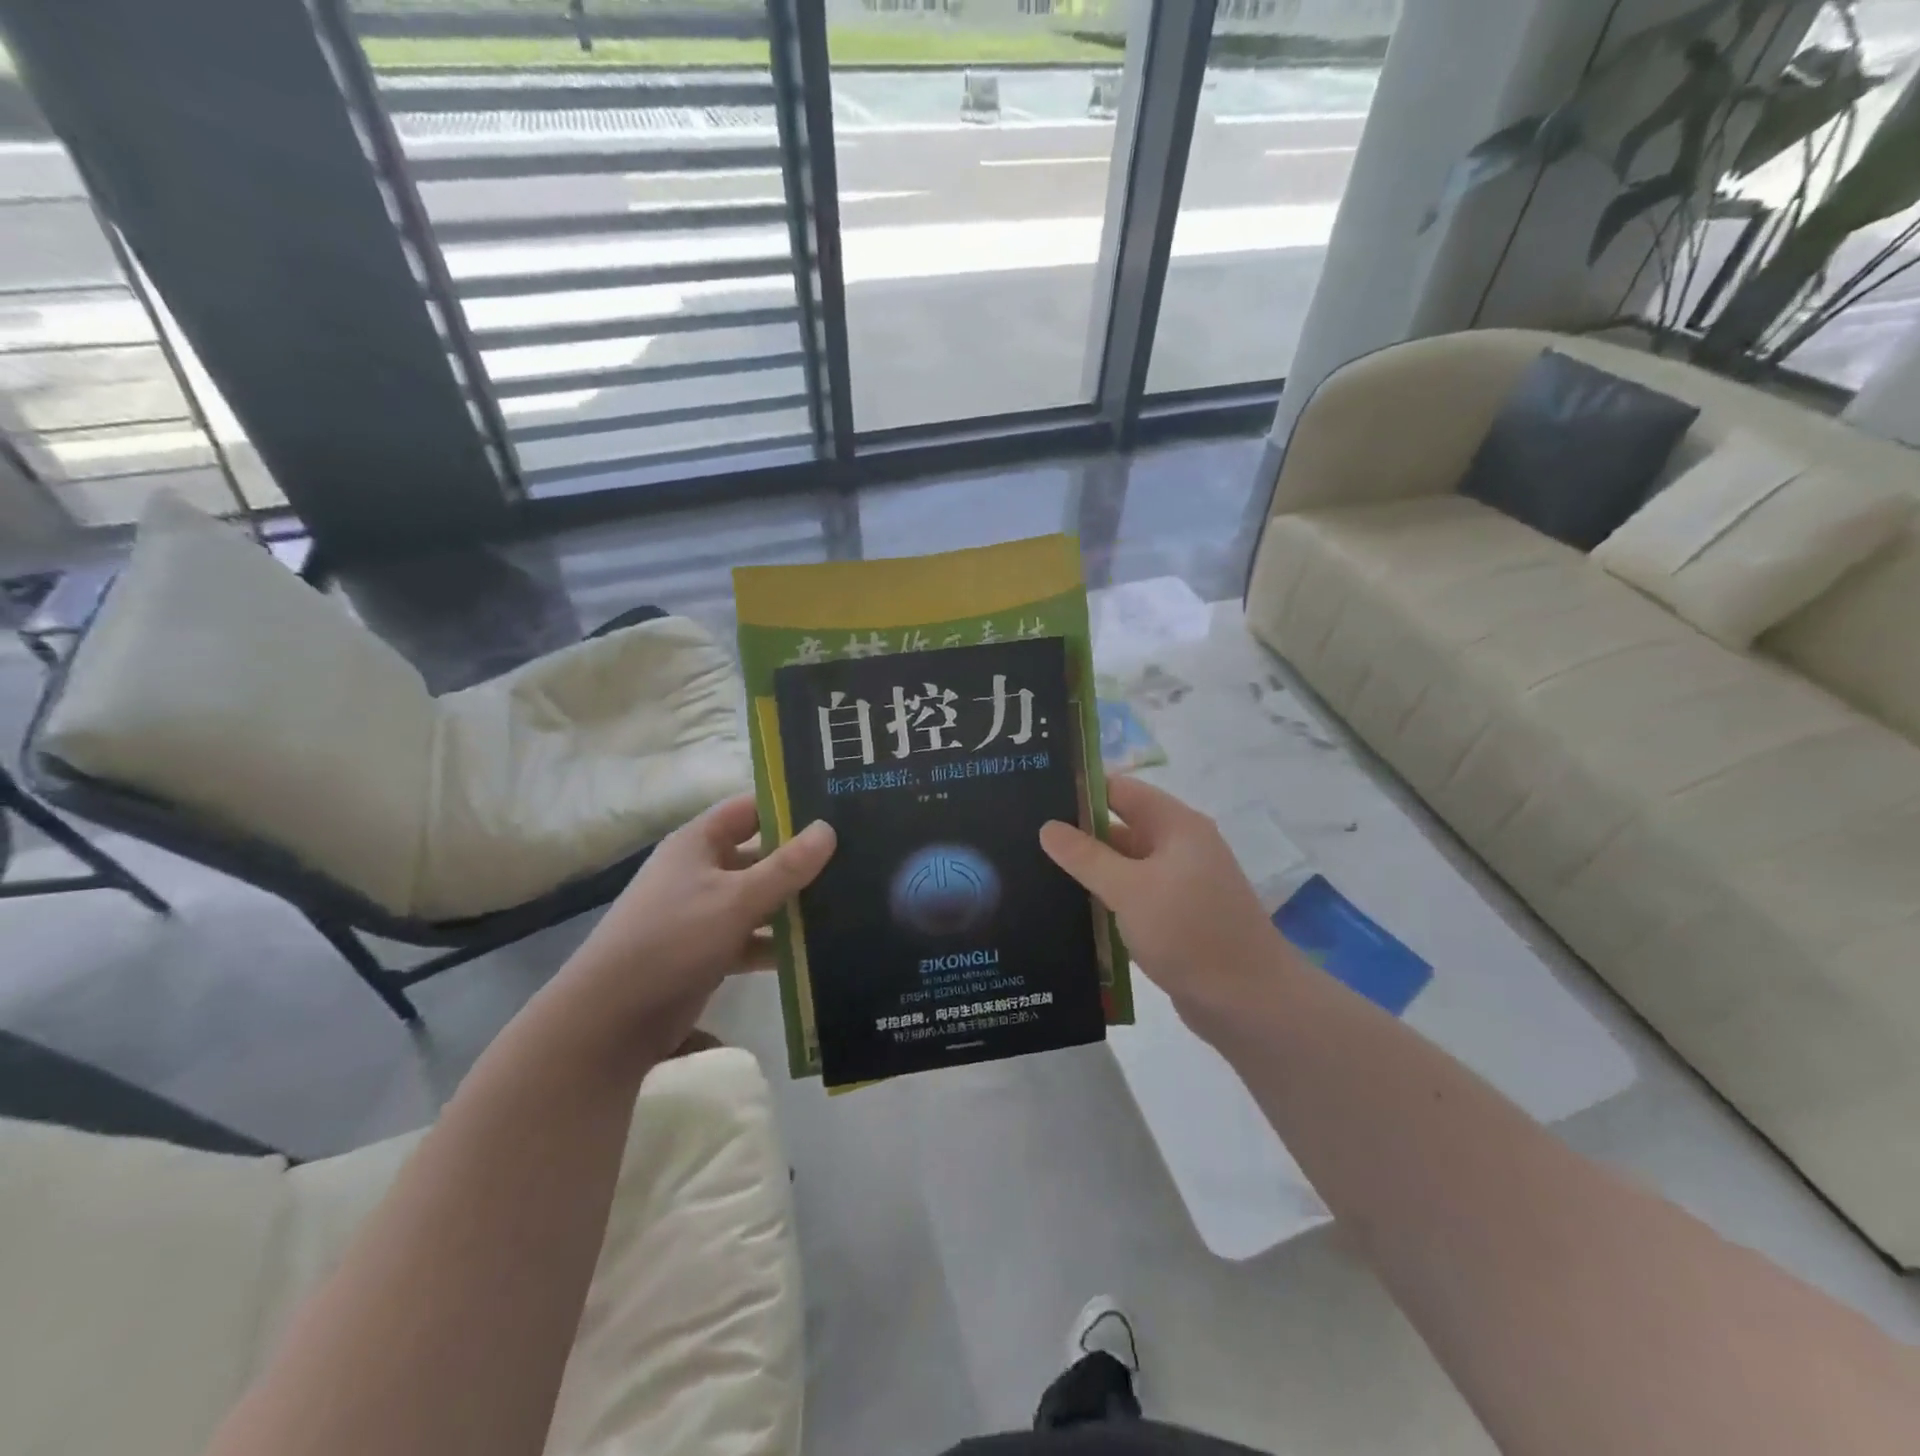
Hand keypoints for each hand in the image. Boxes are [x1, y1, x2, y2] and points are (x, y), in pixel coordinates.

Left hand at [545, 795, 834, 1062]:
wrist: (610, 1021)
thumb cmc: (673, 941)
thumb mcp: (736, 899)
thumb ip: (786, 867)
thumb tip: (828, 829)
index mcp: (698, 843)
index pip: (749, 809)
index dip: (788, 805)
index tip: (836, 808)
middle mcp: (701, 871)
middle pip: (759, 854)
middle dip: (800, 859)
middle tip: (855, 857)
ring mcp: (704, 913)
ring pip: (759, 898)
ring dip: (794, 904)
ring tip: (850, 901)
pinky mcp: (708, 952)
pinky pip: (752, 937)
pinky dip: (778, 942)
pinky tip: (819, 949)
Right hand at [1040, 776, 1287, 1031]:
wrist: (1250, 1004)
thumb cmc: (1190, 932)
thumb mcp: (1130, 889)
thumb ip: (1086, 856)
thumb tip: (1047, 827)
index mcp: (1176, 826)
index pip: (1120, 790)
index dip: (1080, 789)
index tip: (1034, 797)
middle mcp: (1179, 848)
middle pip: (1120, 827)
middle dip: (1077, 833)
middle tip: (1023, 837)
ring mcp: (1178, 885)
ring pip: (1122, 866)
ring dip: (1088, 870)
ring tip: (1033, 871)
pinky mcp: (1173, 918)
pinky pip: (1131, 897)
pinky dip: (1104, 899)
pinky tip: (1066, 908)